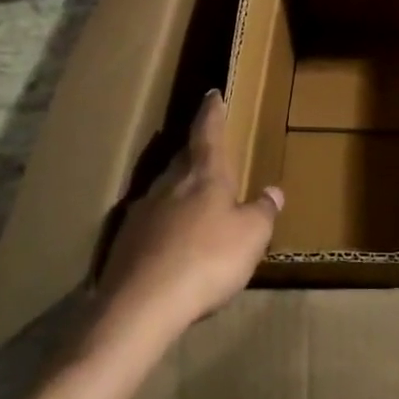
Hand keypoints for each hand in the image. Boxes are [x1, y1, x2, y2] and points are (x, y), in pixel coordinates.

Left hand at [98, 92, 281, 336]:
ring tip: (194, 199)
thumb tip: (273, 192)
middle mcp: (170, 184)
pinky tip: (172, 242)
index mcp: (203, 174)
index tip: (213, 94)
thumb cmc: (207, 259)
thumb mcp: (251, 236)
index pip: (208, 132)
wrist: (140, 305)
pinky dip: (165, 223)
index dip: (212, 113)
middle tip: (208, 149)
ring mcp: (142, 211)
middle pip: (184, 158)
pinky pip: (151, 221)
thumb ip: (263, 211)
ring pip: (165, 189)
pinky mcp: (125, 241)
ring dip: (180, 189)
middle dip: (196, 151)